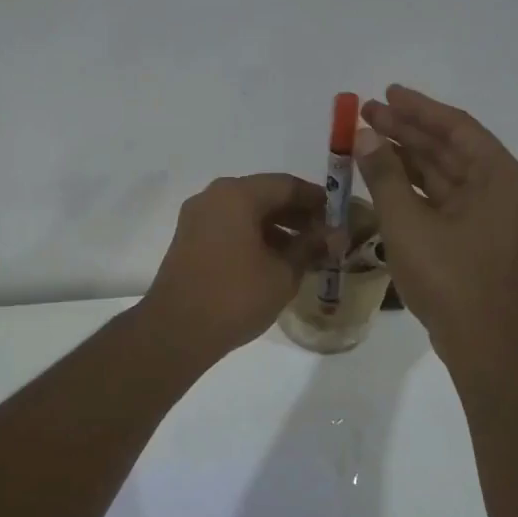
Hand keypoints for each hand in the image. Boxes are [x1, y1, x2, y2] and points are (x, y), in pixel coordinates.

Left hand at [139, 173, 325, 364]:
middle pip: (265, 195)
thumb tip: (335, 234)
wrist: (176, 331)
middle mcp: (214, 196)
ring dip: (277, 227)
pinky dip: (254, 237)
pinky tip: (274, 261)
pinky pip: (229, 227)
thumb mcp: (283, 272)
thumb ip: (311, 247)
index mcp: (237, 194)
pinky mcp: (189, 239)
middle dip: (297, 215)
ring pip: (246, 212)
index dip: (318, 200)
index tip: (341, 218)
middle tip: (326, 237)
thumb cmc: (235, 296)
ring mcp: (197, 217)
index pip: (287, 185)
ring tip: (305, 253)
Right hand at [356, 85, 517, 359]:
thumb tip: (366, 136)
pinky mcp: (471, 235)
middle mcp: (497, 188)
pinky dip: (411, 185)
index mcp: (498, 176)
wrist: (480, 340)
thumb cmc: (449, 276)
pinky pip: (439, 197)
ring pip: (441, 173)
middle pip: (448, 147)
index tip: (386, 93)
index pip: (456, 127)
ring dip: (406, 156)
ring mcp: (485, 213)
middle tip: (367, 113)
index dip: (419, 108)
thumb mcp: (408, 222)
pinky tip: (381, 176)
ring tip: (367, 139)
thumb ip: (385, 175)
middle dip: (407, 130)